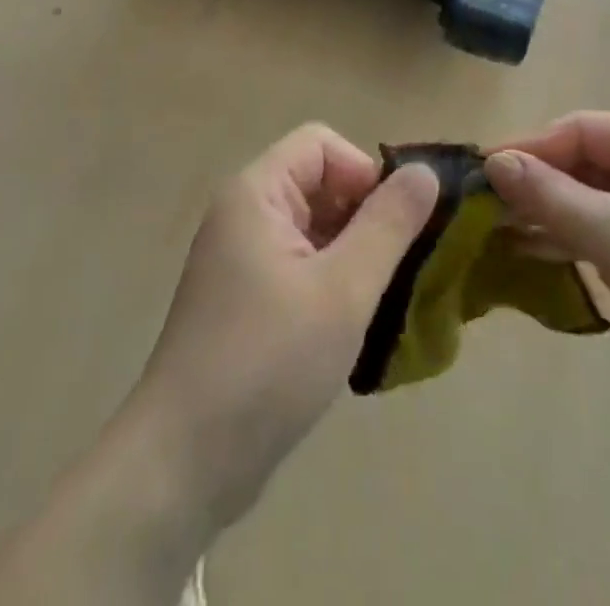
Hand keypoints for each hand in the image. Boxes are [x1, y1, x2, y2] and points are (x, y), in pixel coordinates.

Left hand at [127, 125, 439, 532]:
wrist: (183, 466)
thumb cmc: (267, 364)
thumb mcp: (342, 290)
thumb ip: (388, 224)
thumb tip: (426, 172)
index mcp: (256, 194)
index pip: (321, 144)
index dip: (364, 172)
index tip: (394, 226)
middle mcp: (243, 214)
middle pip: (317, 183)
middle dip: (363, 216)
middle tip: (396, 269)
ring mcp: (240, 259)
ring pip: (312, 228)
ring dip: (352, 253)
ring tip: (380, 301)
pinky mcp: (244, 300)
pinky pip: (299, 265)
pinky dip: (331, 282)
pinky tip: (351, 327)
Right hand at [485, 112, 609, 422]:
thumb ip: (548, 195)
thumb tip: (493, 162)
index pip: (580, 129)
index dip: (530, 148)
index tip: (485, 172)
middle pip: (586, 161)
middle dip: (539, 182)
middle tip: (489, 206)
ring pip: (594, 197)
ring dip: (551, 212)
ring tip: (502, 230)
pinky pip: (608, 229)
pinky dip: (573, 236)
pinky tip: (534, 252)